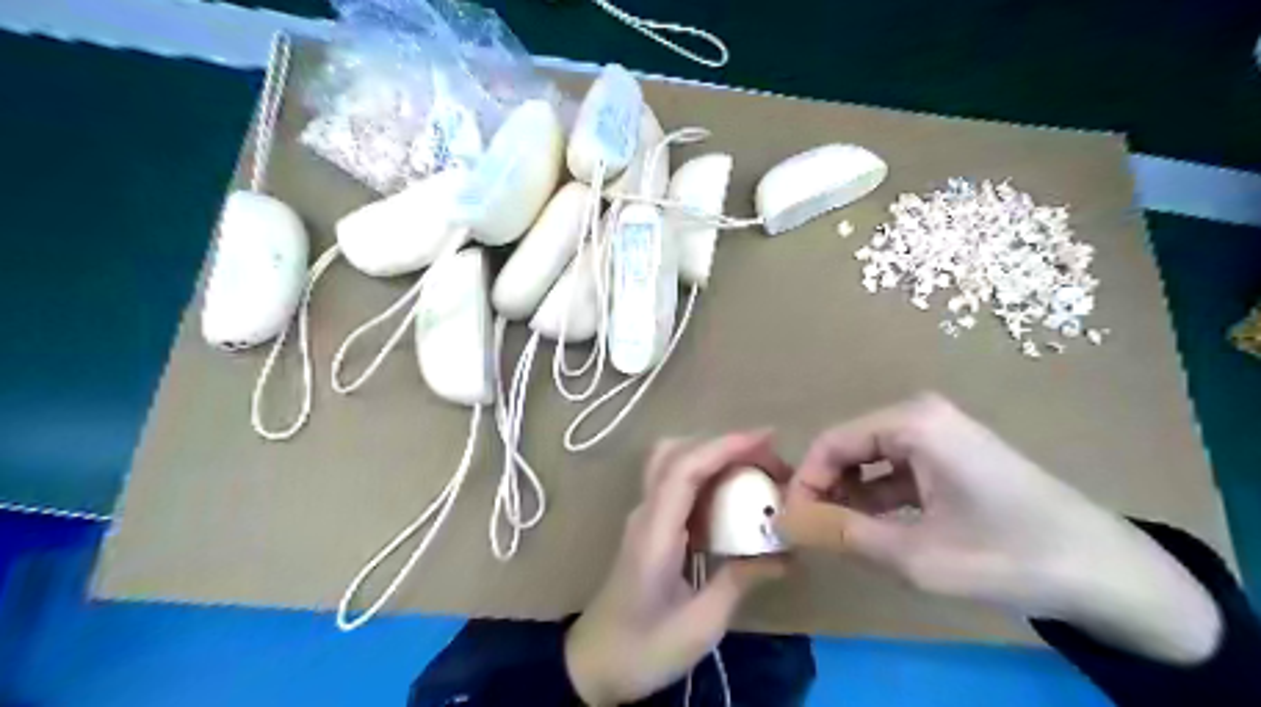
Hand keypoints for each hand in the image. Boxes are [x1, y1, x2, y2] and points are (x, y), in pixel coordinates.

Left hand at [563, 435, 783, 704]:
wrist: (594, 665)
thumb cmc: (643, 649)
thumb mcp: (701, 625)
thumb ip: (740, 581)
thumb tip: (784, 552)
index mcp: (655, 532)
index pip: (685, 468)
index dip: (725, 446)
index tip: (767, 439)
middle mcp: (646, 513)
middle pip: (675, 452)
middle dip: (723, 445)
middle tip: (768, 458)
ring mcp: (644, 517)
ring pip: (674, 463)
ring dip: (714, 456)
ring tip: (757, 472)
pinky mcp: (650, 527)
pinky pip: (678, 485)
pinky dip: (708, 477)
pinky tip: (735, 497)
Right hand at [780, 396, 1223, 666]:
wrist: (1109, 573)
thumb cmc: (1008, 555)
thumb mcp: (915, 555)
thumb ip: (842, 534)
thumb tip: (785, 522)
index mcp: (912, 423)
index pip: (831, 443)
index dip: (803, 483)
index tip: (789, 524)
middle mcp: (921, 417)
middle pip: (849, 448)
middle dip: (824, 490)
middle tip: (809, 534)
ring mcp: (940, 436)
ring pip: (871, 462)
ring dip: (849, 498)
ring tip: (835, 537)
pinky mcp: (953, 459)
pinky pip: (897, 473)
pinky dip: (877, 501)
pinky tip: (872, 532)